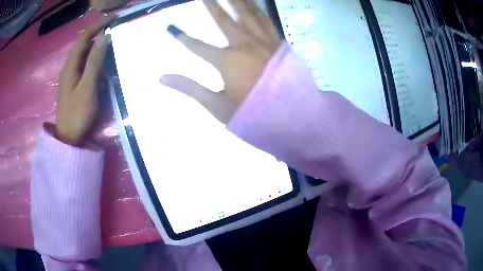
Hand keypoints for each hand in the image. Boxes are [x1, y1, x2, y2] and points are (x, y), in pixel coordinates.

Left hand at [56, 18, 110, 144]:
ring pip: (84, 54)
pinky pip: (85, 65)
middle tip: (115, 28)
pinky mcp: (74, 83)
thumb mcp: (87, 87)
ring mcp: (71, 76)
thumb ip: (94, 61)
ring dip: (97, 45)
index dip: (98, 25)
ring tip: (111, 41)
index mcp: (70, 65)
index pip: (84, 38)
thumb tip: (104, 37)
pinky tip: (102, 62)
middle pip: (83, 44)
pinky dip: (94, 59)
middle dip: (98, 33)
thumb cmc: (77, 113)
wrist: (69, 137)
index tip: (114, 18)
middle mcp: (69, 67)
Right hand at [160, 0, 280, 123]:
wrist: (292, 116)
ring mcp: (263, 41)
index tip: (171, 28)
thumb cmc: (253, 114)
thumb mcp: (217, 106)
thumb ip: (189, 88)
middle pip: (223, 20)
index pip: (197, 46)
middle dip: (211, 4)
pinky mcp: (278, 42)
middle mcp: (244, 44)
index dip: (183, 38)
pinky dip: (258, 9)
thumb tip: (162, 78)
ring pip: (247, 14)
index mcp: (227, 61)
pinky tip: (253, 1)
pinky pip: (266, 20)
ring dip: (236, 0)